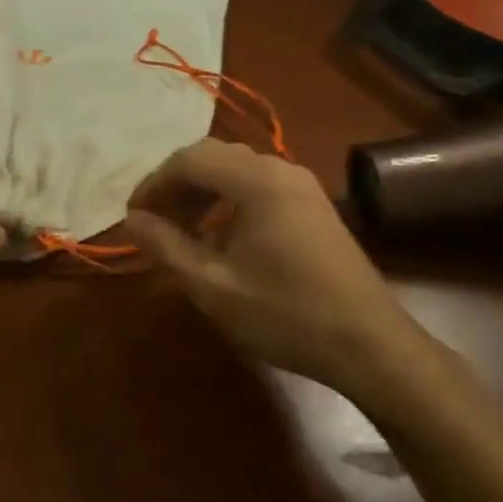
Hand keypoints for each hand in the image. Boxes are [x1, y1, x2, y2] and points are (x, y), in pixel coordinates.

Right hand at [123, 140, 458, 403]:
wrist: (369, 344)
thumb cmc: (285, 314)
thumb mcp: (213, 286)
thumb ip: (166, 246)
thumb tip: (133, 219)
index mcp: (257, 181)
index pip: (189, 159)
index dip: (154, 183)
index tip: (133, 216)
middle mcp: (281, 169)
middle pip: (214, 157)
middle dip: (177, 185)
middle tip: (154, 222)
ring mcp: (303, 185)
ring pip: (237, 170)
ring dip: (203, 193)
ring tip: (183, 232)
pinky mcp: (315, 205)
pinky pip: (259, 187)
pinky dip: (229, 201)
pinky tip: (222, 240)